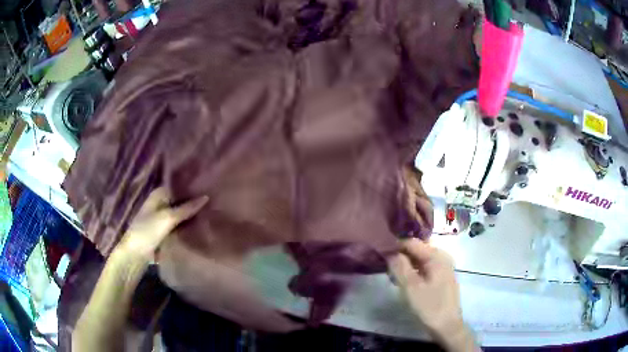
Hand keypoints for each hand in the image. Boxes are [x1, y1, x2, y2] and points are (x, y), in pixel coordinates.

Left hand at [116, 187, 208, 260]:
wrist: (136, 254)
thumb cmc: (148, 231)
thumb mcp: (168, 218)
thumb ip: (187, 208)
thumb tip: (206, 197)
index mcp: (158, 194)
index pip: (178, 186)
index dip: (191, 187)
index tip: (209, 186)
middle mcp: (160, 203)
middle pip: (180, 200)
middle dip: (193, 201)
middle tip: (214, 200)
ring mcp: (162, 217)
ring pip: (181, 213)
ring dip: (191, 214)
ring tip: (211, 211)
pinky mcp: (165, 231)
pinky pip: (179, 225)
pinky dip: (187, 225)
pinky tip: (201, 225)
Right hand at [388, 239, 478, 351]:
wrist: (447, 327)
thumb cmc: (429, 306)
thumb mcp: (411, 287)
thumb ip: (399, 267)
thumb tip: (389, 251)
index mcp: (436, 256)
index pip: (412, 242)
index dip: (395, 246)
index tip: (380, 254)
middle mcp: (442, 257)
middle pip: (417, 250)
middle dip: (400, 256)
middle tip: (386, 268)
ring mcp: (444, 268)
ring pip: (420, 260)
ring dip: (406, 265)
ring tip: (392, 276)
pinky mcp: (442, 278)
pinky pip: (425, 268)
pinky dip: (414, 272)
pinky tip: (405, 282)